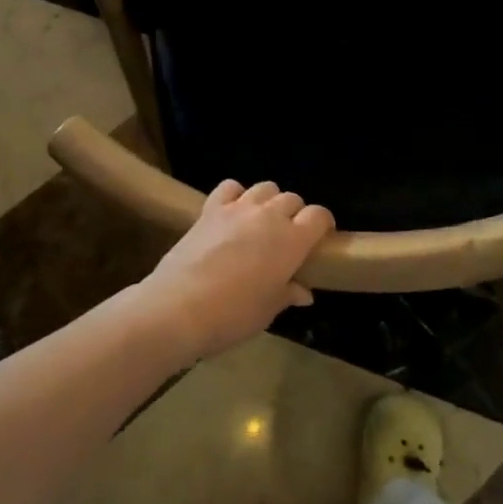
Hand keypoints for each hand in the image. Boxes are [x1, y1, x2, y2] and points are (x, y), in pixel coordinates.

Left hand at [139, 180, 333, 361]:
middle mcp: (269, 216)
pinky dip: (236, 194)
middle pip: (292, 199)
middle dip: (296, 214)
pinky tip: (233, 211)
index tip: (321, 239)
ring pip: (265, 188)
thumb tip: (303, 291)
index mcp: (292, 241)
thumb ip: (288, 294)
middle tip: (288, 237)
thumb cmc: (232, 315)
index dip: (323, 224)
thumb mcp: (267, 311)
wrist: (179, 308)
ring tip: (262, 222)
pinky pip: (230, 187)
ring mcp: (238, 208)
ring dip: (269, 201)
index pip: (319, 216)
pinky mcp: (211, 209)